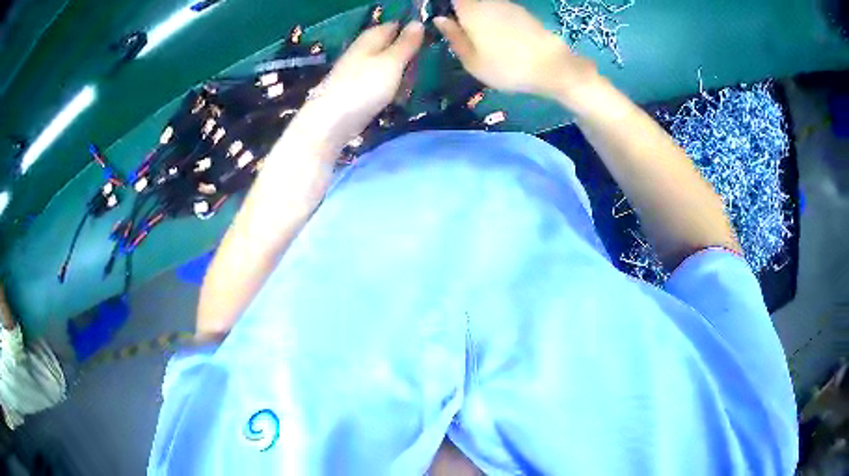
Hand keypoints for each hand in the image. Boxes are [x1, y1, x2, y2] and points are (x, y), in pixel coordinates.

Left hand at [293, 22, 423, 150]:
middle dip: (406, 55)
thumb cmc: (363, 87)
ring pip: (385, 66)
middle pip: (389, 47)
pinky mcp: (355, 92)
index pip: (393, 26)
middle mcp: (362, 51)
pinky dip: (390, 88)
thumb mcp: (391, 62)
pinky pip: (379, 83)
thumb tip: (417, 22)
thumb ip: (406, 44)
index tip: (429, 41)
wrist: (330, 123)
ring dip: (399, 73)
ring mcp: (357, 72)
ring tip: (413, 84)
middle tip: (423, 67)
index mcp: (370, 39)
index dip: (410, 31)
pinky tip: (397, 97)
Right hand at [434, 0, 598, 104]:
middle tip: (465, 37)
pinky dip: (499, 22)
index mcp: (471, 11)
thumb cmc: (507, 67)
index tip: (447, 22)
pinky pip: (503, 12)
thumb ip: (454, 37)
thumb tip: (440, 19)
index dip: (448, 8)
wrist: (552, 67)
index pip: (453, 0)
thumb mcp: (472, 61)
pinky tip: (505, 40)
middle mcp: (488, 2)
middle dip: (465, 15)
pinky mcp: (524, 12)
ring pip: (487, 7)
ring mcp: (508, 5)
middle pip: (469, 3)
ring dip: (483, 19)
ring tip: (486, 42)